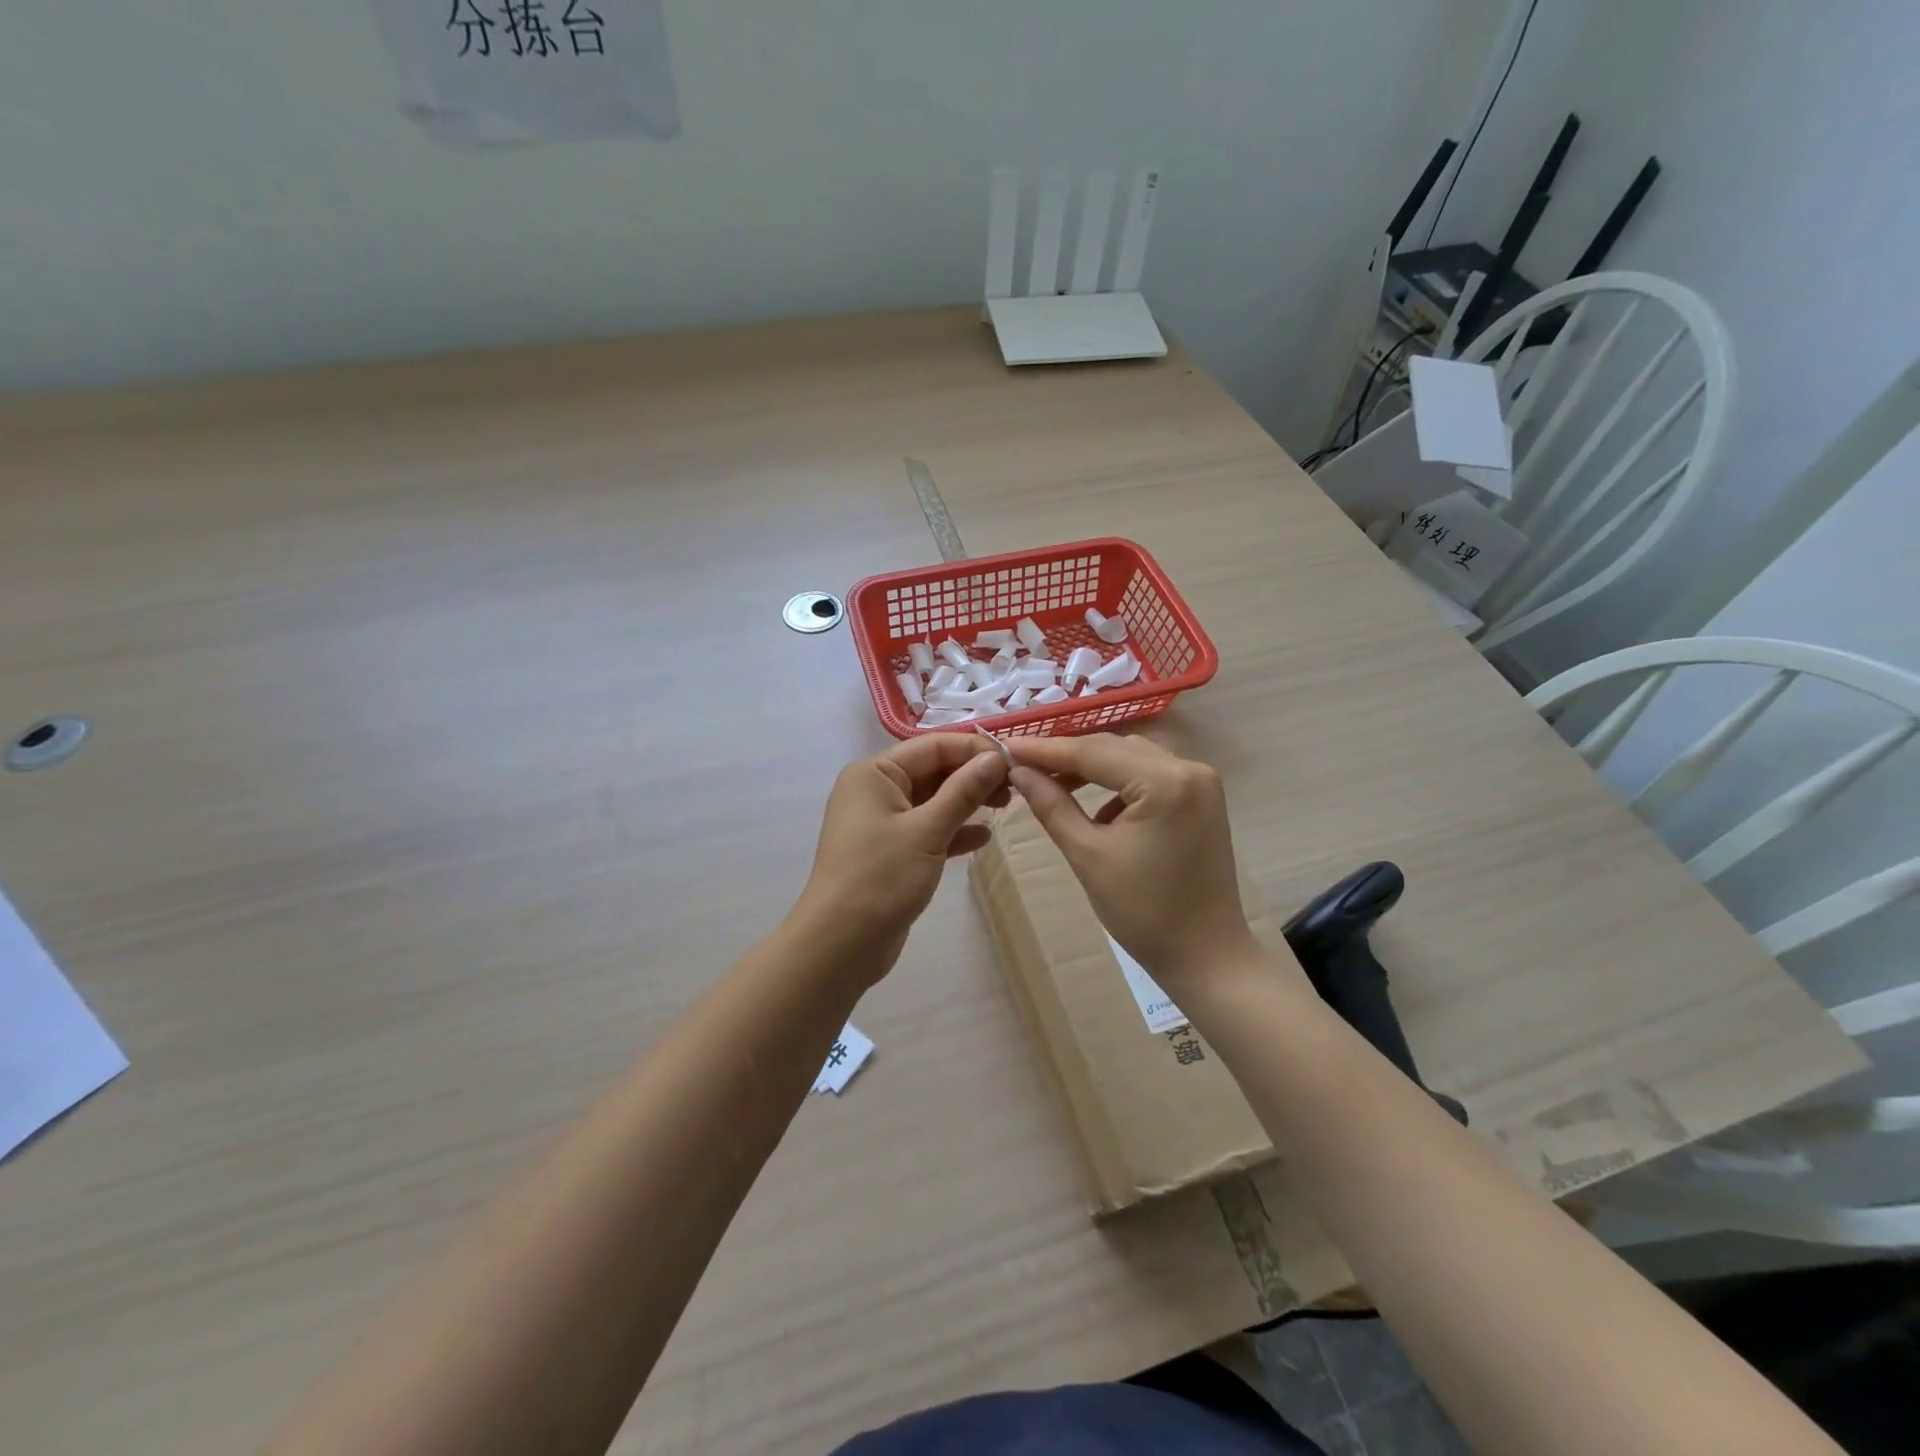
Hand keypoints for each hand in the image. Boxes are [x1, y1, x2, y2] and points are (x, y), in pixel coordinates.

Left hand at [793, 735, 1009, 979]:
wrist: (840, 944)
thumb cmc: (881, 877)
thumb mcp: (927, 830)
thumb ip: (963, 791)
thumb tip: (995, 758)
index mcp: (874, 773)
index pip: (932, 746)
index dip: (974, 750)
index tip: (1014, 761)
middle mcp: (875, 790)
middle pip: (933, 770)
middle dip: (973, 776)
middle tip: (1015, 787)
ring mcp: (881, 822)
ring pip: (933, 801)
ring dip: (967, 802)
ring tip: (1006, 806)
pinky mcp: (891, 852)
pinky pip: (928, 830)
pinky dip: (954, 831)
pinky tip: (983, 837)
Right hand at [1008, 734, 1257, 986]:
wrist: (1206, 956)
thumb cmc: (1144, 912)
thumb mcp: (1088, 855)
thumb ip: (1051, 805)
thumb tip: (1018, 771)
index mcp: (1165, 782)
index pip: (1092, 752)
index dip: (1043, 749)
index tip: (1004, 747)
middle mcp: (1189, 768)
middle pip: (1113, 749)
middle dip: (1066, 757)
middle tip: (1020, 765)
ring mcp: (1201, 782)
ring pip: (1131, 758)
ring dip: (1092, 768)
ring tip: (1050, 784)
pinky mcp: (1202, 798)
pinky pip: (1150, 775)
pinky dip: (1118, 783)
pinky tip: (1096, 809)